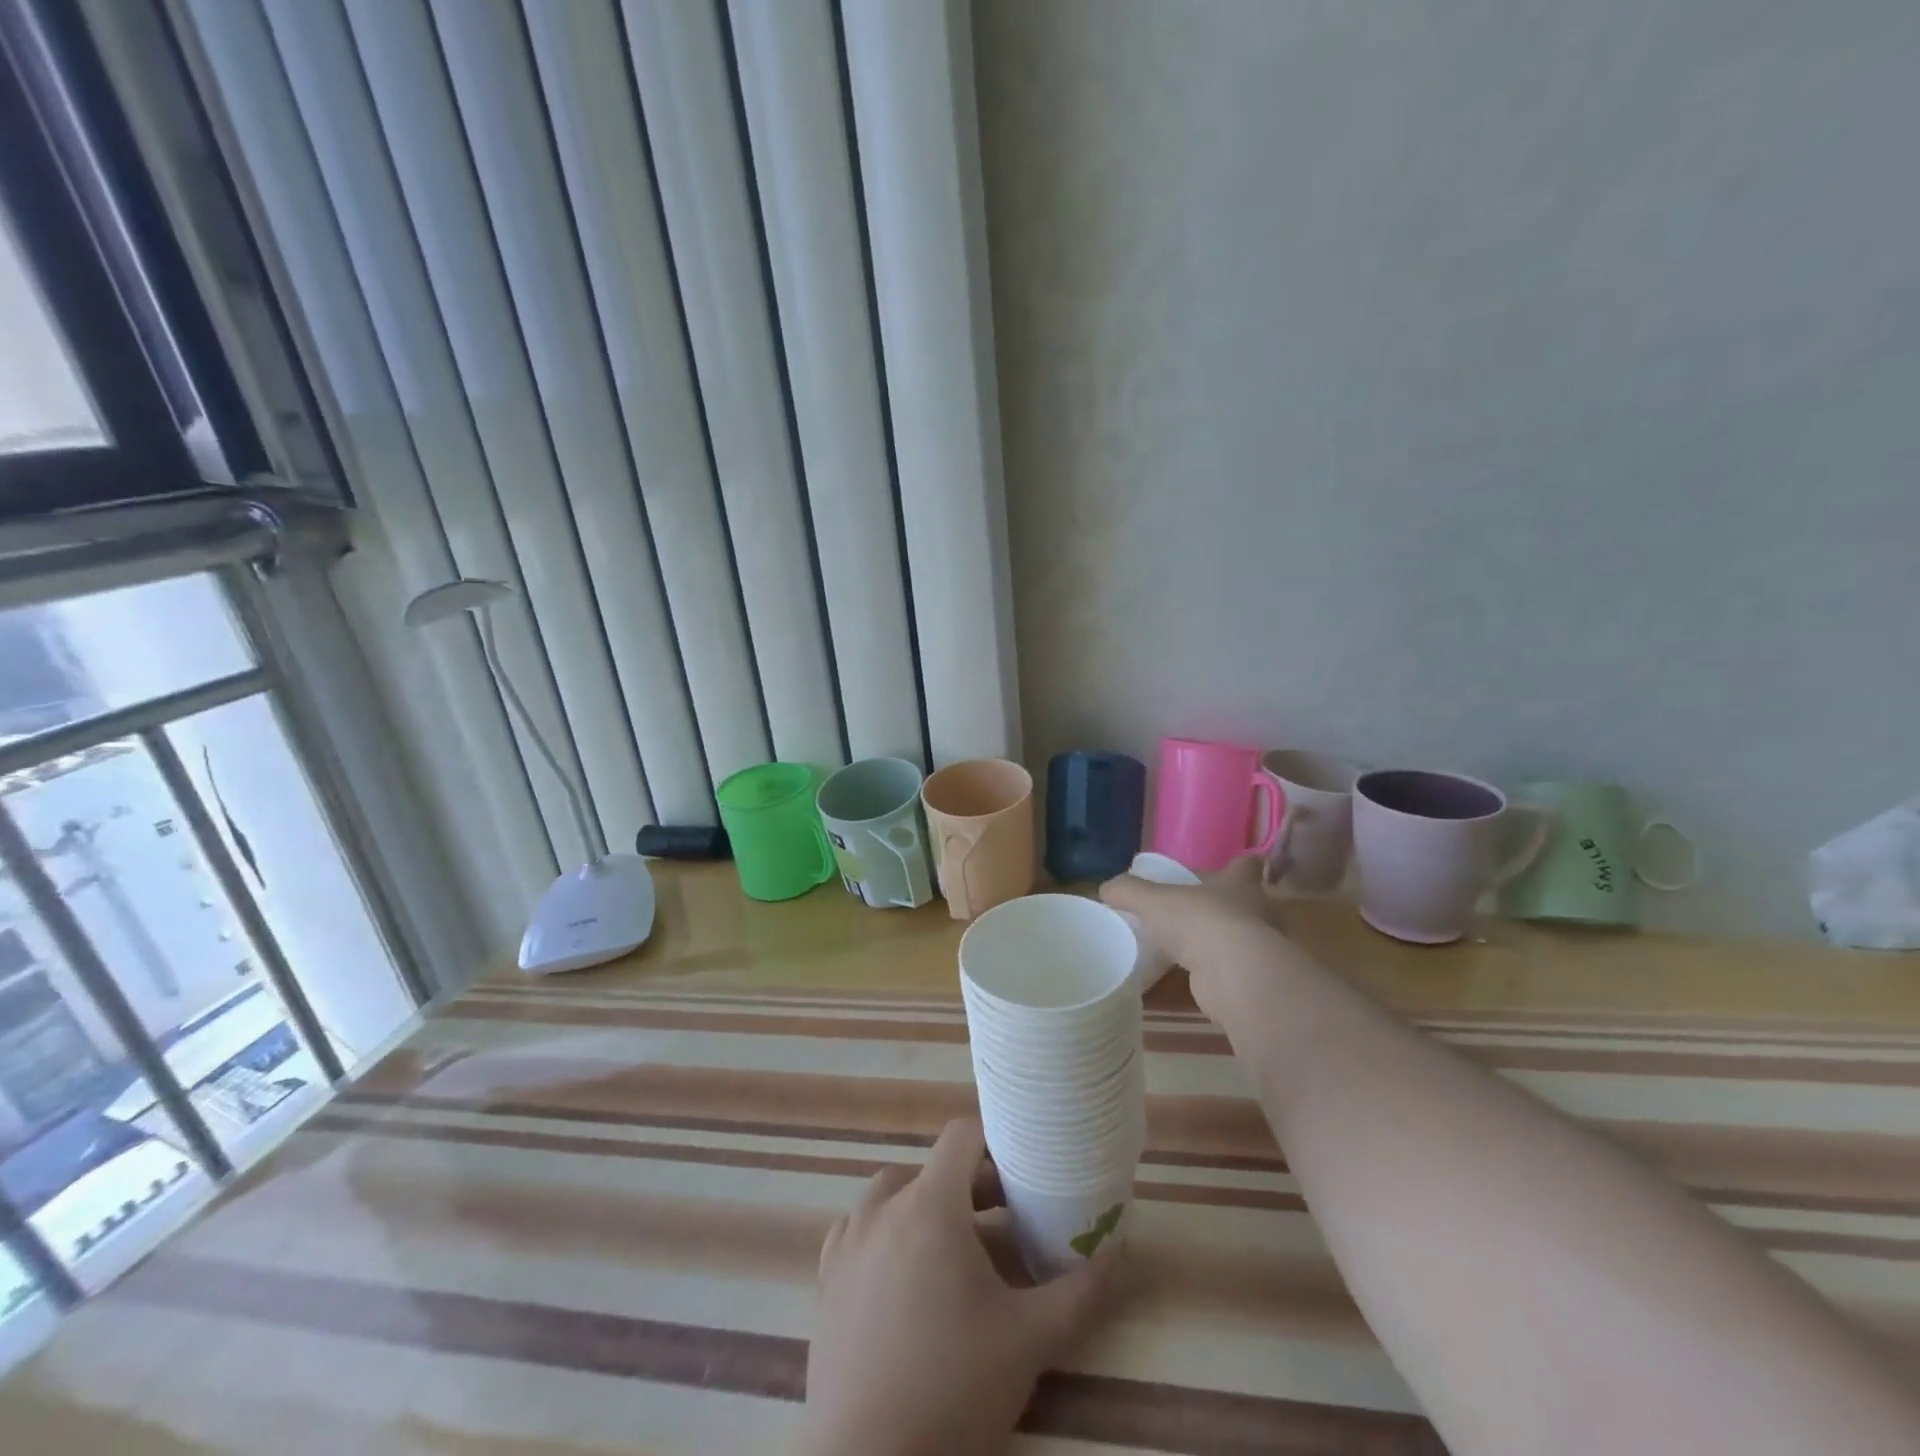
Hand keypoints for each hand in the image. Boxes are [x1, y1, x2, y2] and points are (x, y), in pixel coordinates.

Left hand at [800, 1119, 1118, 1455]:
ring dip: (926, 1207)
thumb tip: (1117, 1251)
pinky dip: (886, 1234)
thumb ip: (1080, 1292)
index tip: (1020, 1167)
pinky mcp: (827, 1278)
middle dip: (970, 1184)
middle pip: (932, 1169)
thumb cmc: (952, 1388)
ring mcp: (849, 1242)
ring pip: (893, 1196)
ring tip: (957, 1248)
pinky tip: (903, 1275)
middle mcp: (883, 1208)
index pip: (961, 1136)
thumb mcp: (1030, 1341)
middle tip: (1004, 1219)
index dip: (993, 1141)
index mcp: (930, 1205)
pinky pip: (859, 1230)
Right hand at [1101, 855, 1286, 1028]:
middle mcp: (1253, 912)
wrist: (1230, 974)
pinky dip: (1206, 972)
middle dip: (1223, 905)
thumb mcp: (1152, 900)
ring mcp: (1253, 947)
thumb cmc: (1197, 920)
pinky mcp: (1245, 978)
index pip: (1246, 866)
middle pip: (1244, 903)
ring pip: (1235, 937)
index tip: (1228, 866)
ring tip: (1184, 943)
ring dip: (1216, 940)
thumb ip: (1128, 892)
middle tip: (1194, 908)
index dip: (1239, 865)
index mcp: (1237, 884)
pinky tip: (1183, 975)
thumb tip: (1106, 889)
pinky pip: (1224, 970)